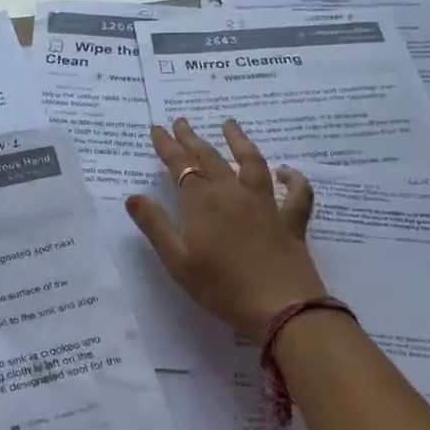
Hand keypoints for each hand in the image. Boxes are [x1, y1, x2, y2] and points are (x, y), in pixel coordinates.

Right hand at [126, 118, 327, 340]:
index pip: (181, 166)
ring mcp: (265, 205)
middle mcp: (233, 194)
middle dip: (193, 139)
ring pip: (252, 163)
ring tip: (229, 124)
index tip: (157, 128)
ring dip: (239, 141)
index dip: (167, 146)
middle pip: (211, 159)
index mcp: (203, 203)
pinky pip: (296, 193)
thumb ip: (156, 226)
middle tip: (182, 121)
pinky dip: (293, 178)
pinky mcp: (291, 221)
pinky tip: (286, 172)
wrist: (281, 307)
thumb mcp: (178, 261)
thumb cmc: (222, 287)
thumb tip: (133, 196)